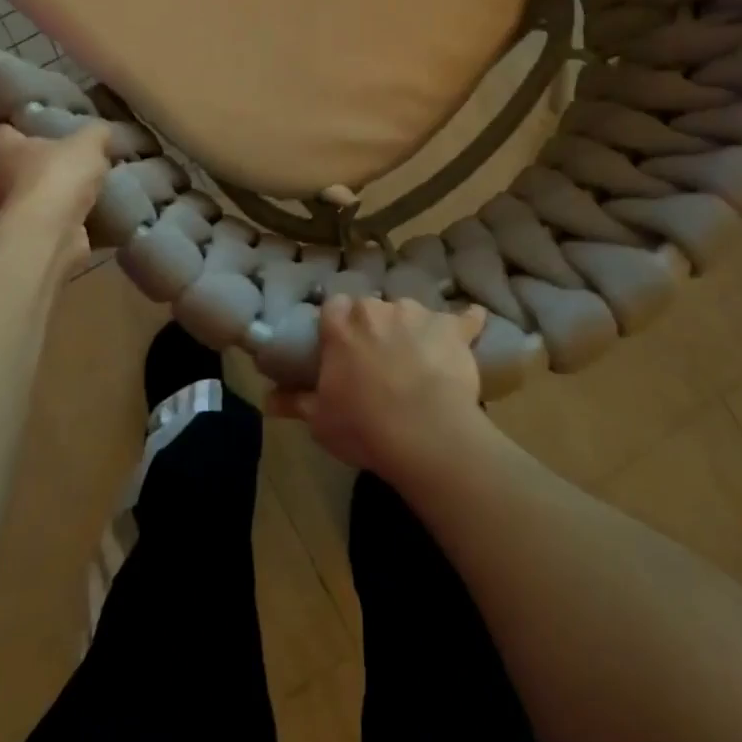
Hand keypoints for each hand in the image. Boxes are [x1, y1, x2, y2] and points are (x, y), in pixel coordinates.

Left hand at [0, 121, 110, 276]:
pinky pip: (54, 222)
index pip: (4, 127)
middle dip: (47, 160)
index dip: (24, 121)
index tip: (49, 118)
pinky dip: (72, 218)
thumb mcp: (88, 141)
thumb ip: (98, 132)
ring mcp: (11, 214)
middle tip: (80, 152)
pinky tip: (99, 210)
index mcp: (0, 149)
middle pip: (20, 163)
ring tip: (95, 183)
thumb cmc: (57, 176)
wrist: (51, 235)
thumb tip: (106, 132)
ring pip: (37, 195)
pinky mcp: (31, 238)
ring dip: (60, 193)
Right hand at [270, 295, 488, 486]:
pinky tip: (475, 319)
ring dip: (411, 329)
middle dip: (374, 327)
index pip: (334, 308)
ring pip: (410, 313)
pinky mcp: (452, 328)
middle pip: (372, 308)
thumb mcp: (320, 420)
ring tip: (418, 360)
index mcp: (342, 325)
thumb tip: (266, 398)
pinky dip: (468, 320)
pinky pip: (464, 317)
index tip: (341, 347)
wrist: (425, 433)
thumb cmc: (364, 426)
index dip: (338, 326)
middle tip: (378, 359)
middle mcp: (377, 309)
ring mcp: (417, 314)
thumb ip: (295, 401)